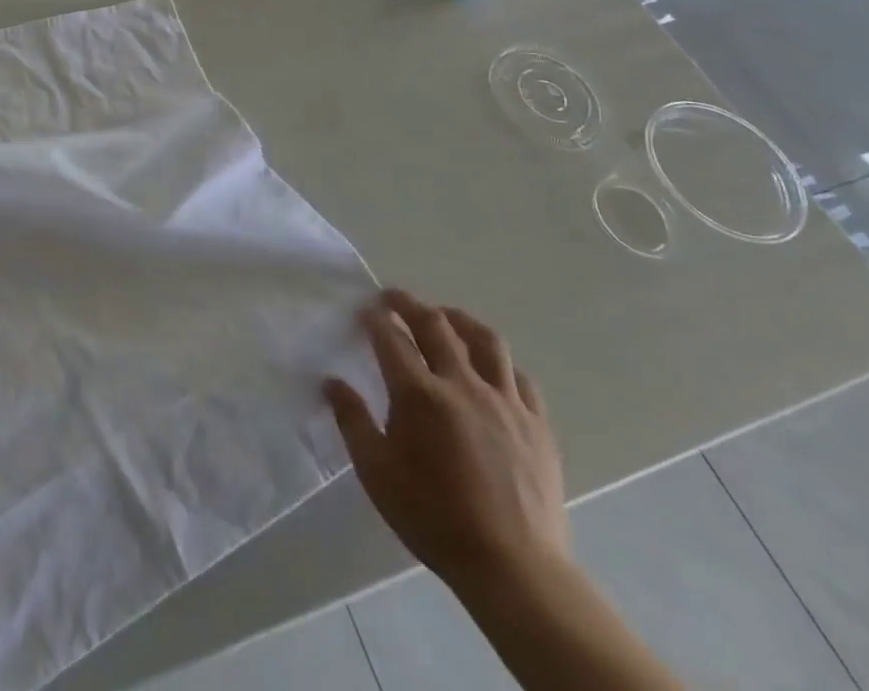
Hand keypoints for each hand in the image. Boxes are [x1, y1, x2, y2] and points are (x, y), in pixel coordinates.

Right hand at [324, 288, 568, 596]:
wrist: (514, 569)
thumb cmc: (434, 519)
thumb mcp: (376, 473)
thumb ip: (352, 421)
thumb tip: (331, 382)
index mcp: (419, 394)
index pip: (390, 337)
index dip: (374, 318)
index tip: (363, 311)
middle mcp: (462, 384)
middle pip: (435, 324)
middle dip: (409, 304)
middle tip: (392, 298)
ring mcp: (505, 401)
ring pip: (484, 340)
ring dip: (458, 319)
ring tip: (445, 317)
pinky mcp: (537, 424)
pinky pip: (519, 377)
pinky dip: (499, 363)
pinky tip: (490, 369)